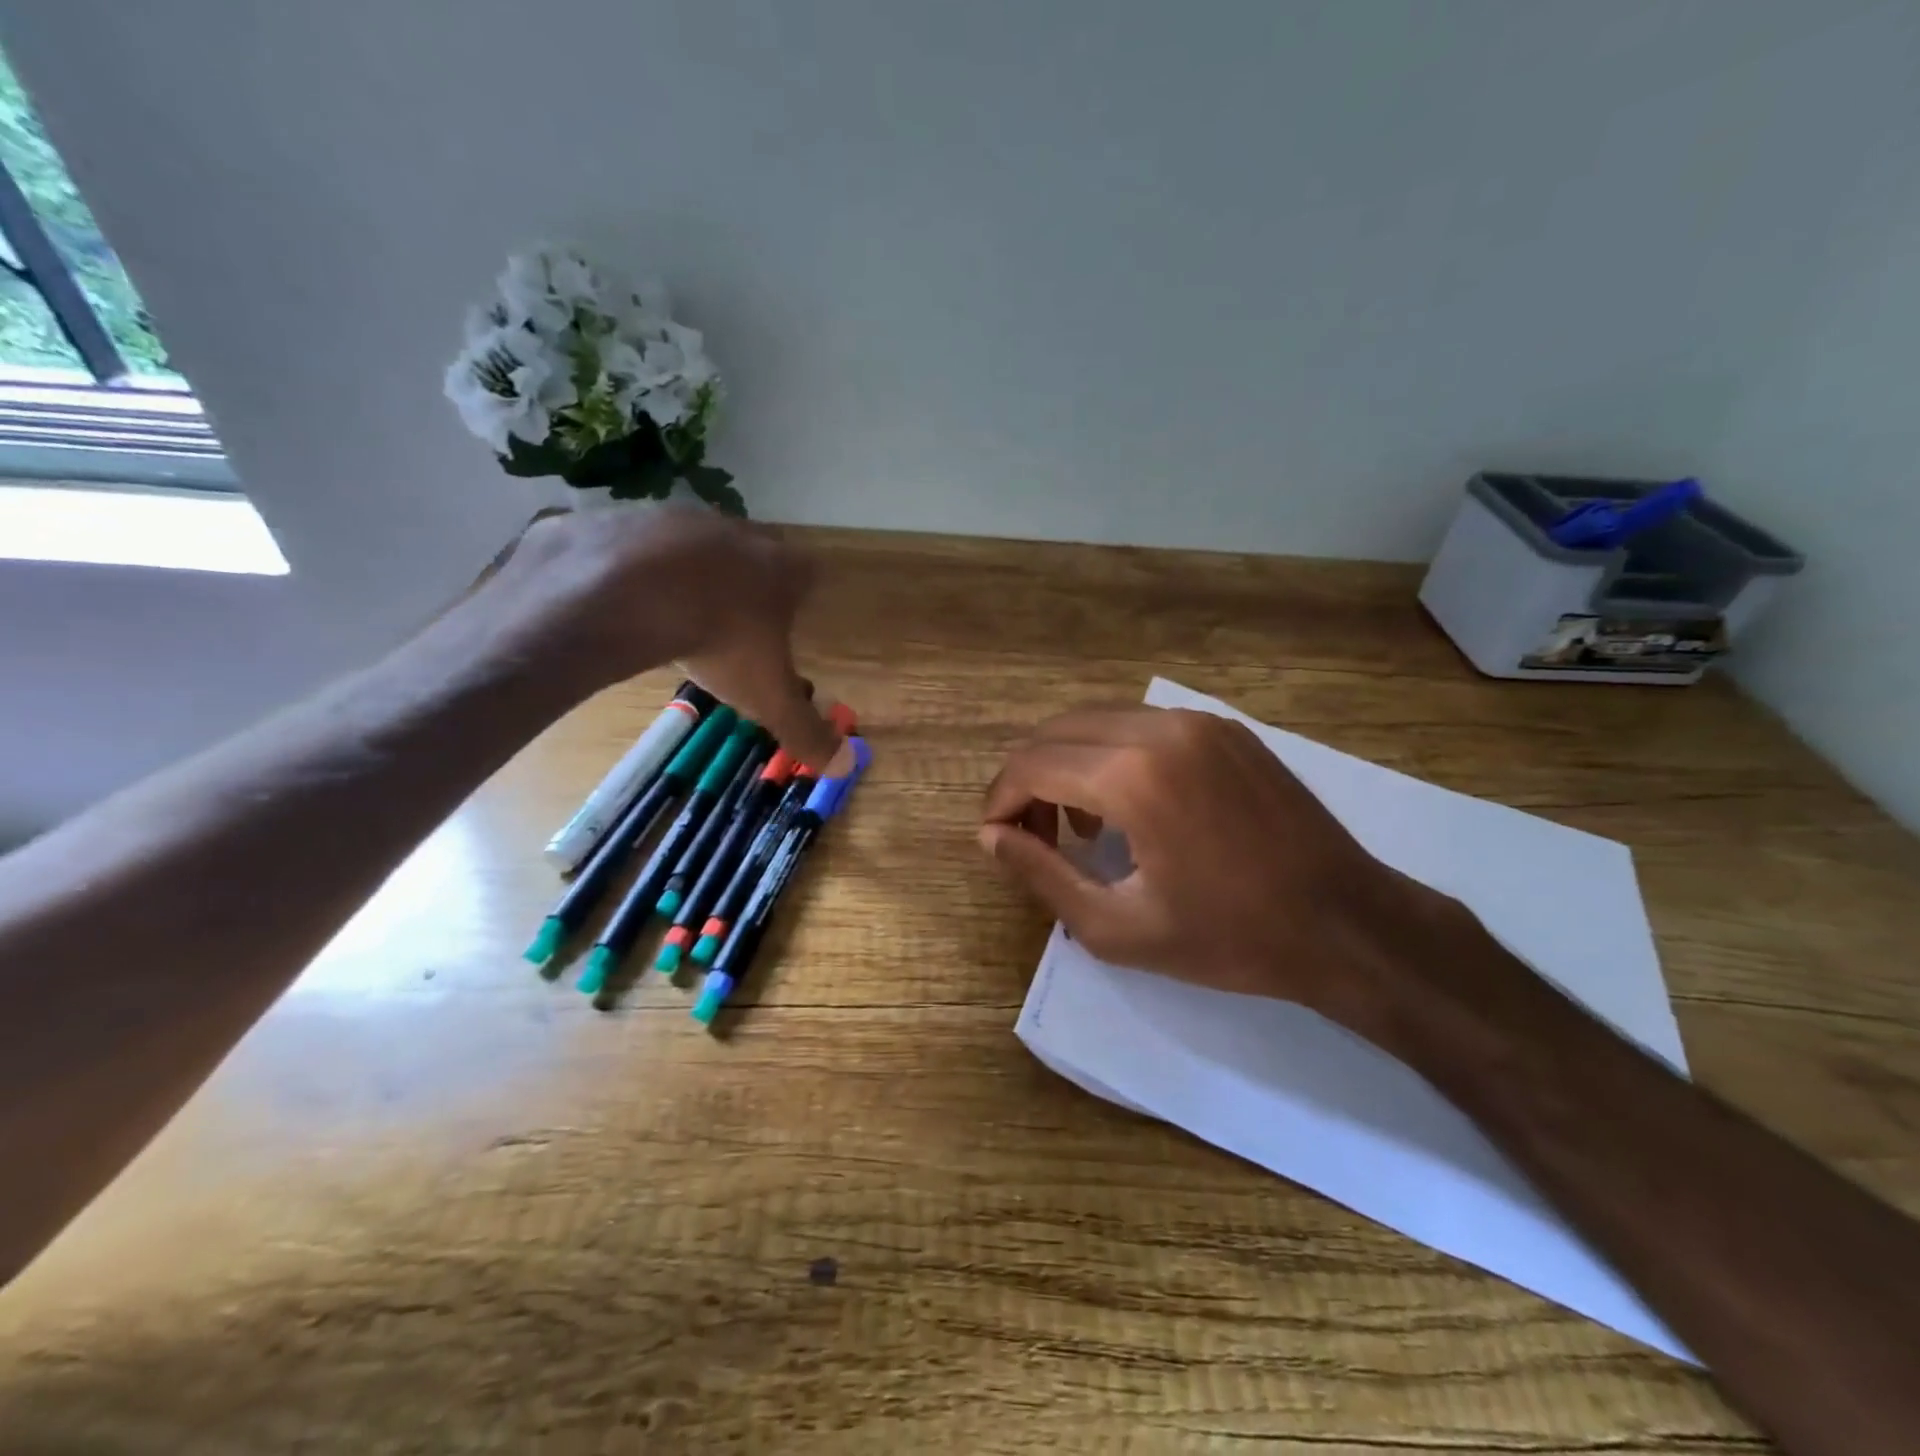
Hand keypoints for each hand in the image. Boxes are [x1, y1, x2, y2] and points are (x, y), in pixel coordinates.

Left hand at [474, 505, 841, 769]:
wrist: (629, 592)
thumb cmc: (720, 641)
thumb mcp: (767, 697)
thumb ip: (805, 730)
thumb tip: (845, 766)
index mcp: (781, 569)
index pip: (809, 573)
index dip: (802, 594)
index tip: (790, 617)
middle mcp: (739, 533)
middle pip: (754, 552)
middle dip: (747, 582)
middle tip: (732, 620)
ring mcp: (682, 518)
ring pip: (696, 544)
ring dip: (691, 572)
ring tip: (674, 611)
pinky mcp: (630, 516)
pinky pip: (638, 542)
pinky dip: (636, 567)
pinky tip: (626, 597)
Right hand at [979, 706, 1462, 1030]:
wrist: (1345, 922)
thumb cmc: (1228, 937)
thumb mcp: (1116, 928)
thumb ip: (1041, 875)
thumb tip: (991, 836)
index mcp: (1132, 776)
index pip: (1031, 765)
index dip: (1001, 800)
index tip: (996, 838)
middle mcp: (1160, 728)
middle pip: (1056, 732)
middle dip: (1028, 780)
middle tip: (1033, 837)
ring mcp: (1197, 721)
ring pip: (1097, 721)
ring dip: (1067, 764)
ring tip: (1080, 827)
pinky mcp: (1224, 727)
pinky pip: (1141, 725)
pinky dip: (1111, 754)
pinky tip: (1127, 804)